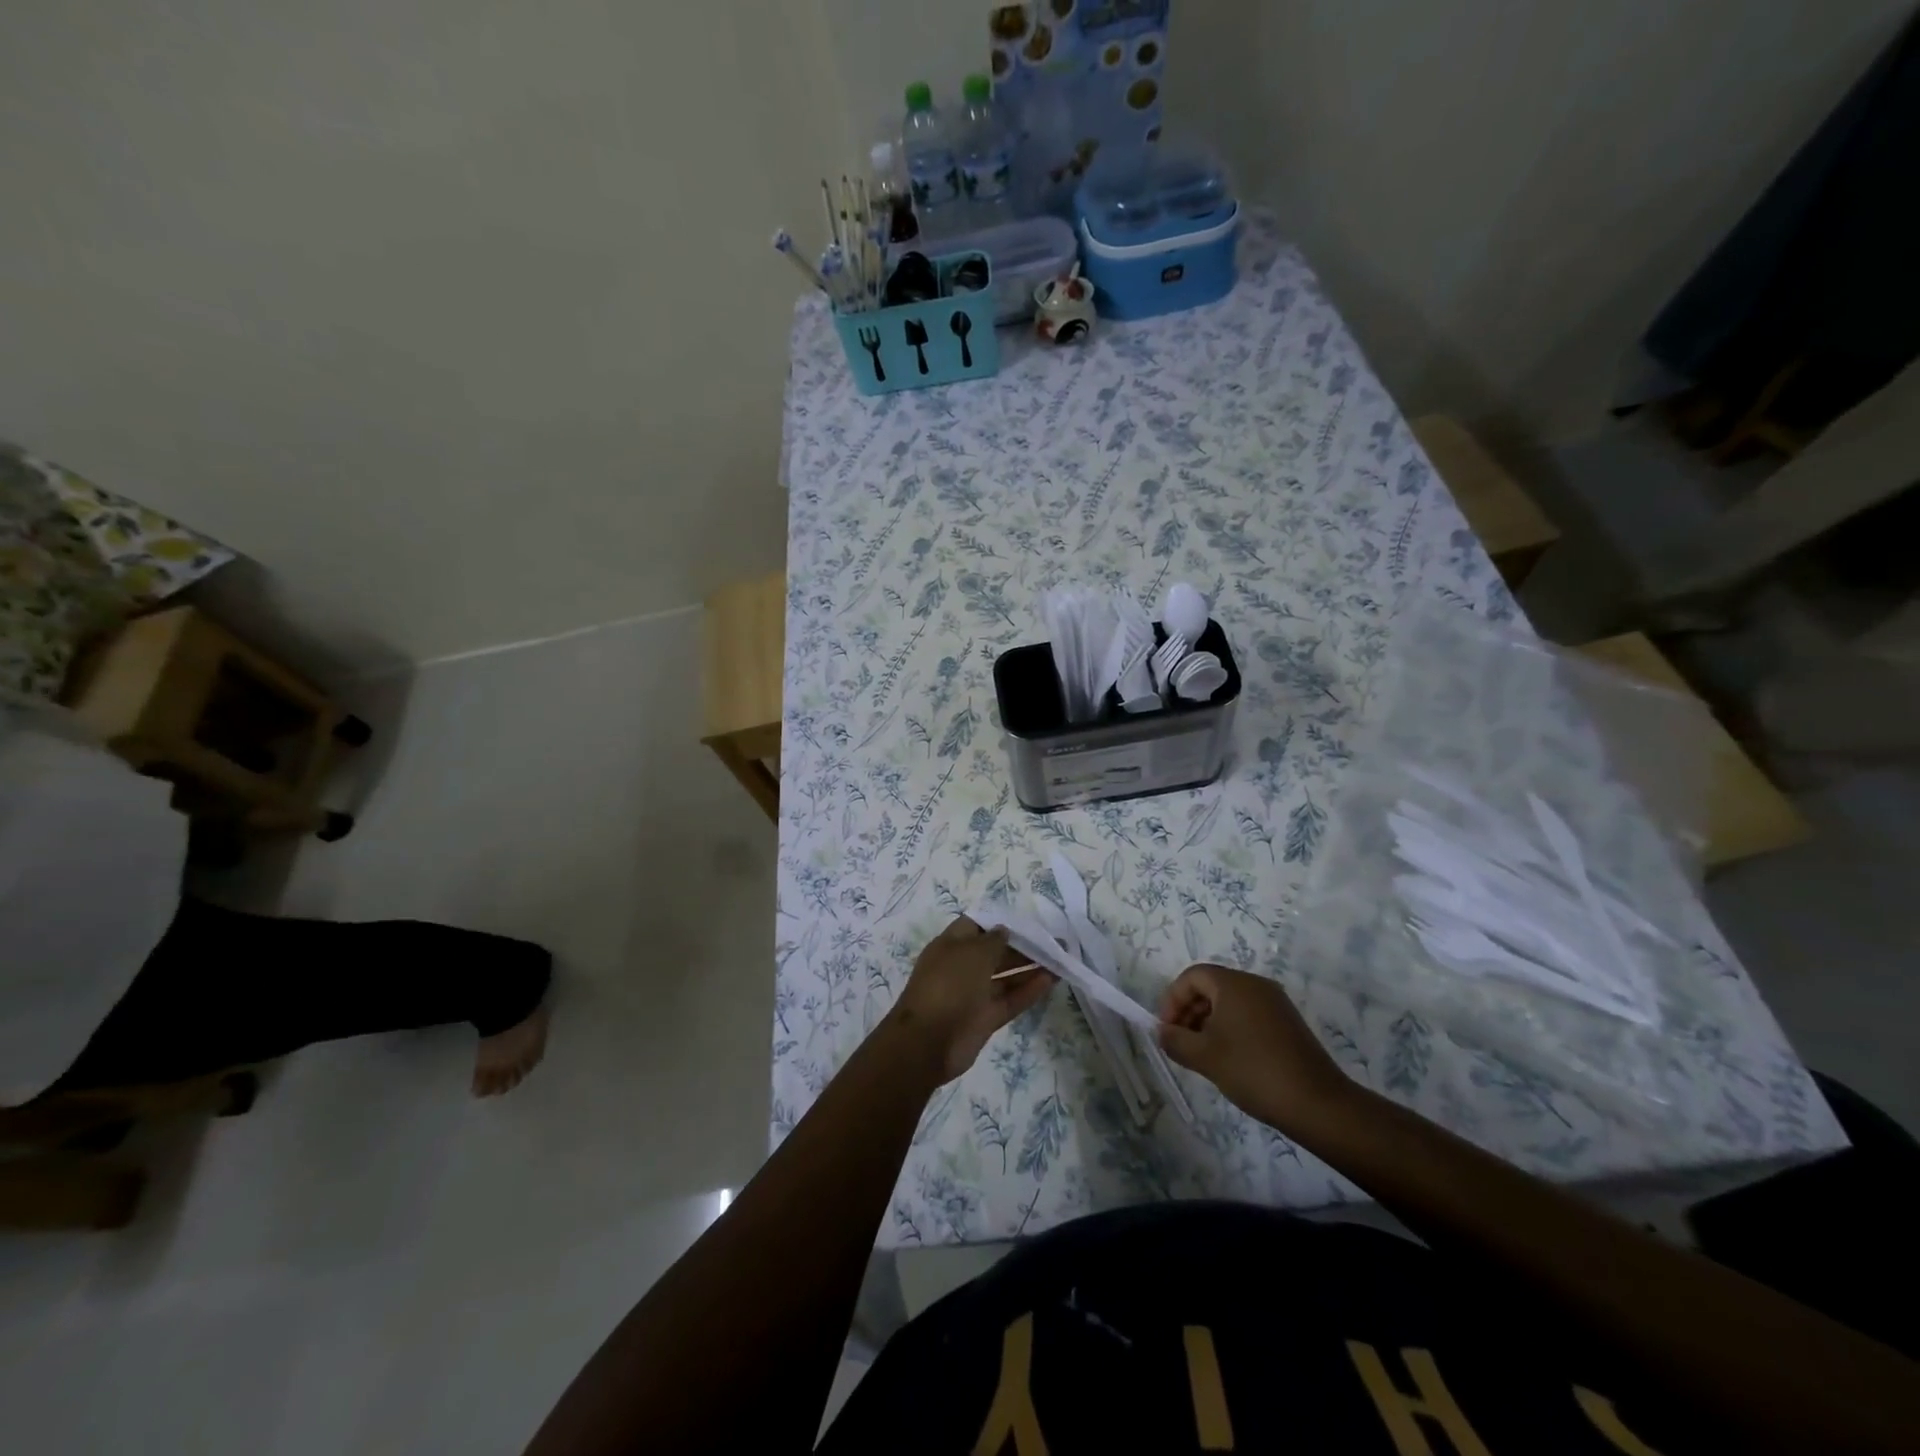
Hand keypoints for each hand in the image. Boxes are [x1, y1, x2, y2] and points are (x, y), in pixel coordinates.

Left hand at [884, 918, 1056, 1082]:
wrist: (928, 1042)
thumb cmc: (949, 984)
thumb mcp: (973, 953)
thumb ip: (994, 940)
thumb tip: (1005, 930)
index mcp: (951, 945)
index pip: (977, 926)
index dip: (999, 922)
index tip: (1027, 922)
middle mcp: (962, 967)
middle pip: (995, 952)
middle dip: (1022, 946)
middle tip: (1053, 941)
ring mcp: (974, 994)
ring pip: (1006, 977)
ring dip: (1030, 968)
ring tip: (1059, 958)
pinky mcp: (985, 1018)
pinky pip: (1010, 999)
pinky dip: (1029, 990)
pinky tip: (1052, 980)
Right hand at [1156, 964, 1354, 1134]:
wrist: (1317, 1104)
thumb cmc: (1253, 1071)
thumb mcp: (1204, 1057)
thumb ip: (1175, 1040)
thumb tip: (1162, 1032)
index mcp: (1234, 984)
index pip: (1192, 976)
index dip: (1172, 999)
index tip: (1166, 1029)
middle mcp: (1256, 984)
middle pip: (1211, 986)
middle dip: (1189, 1010)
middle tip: (1179, 1041)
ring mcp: (1275, 1003)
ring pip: (1230, 1002)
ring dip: (1208, 1021)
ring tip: (1200, 1053)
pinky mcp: (1288, 1023)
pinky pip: (1249, 1014)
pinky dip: (1231, 1028)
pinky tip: (1228, 1058)